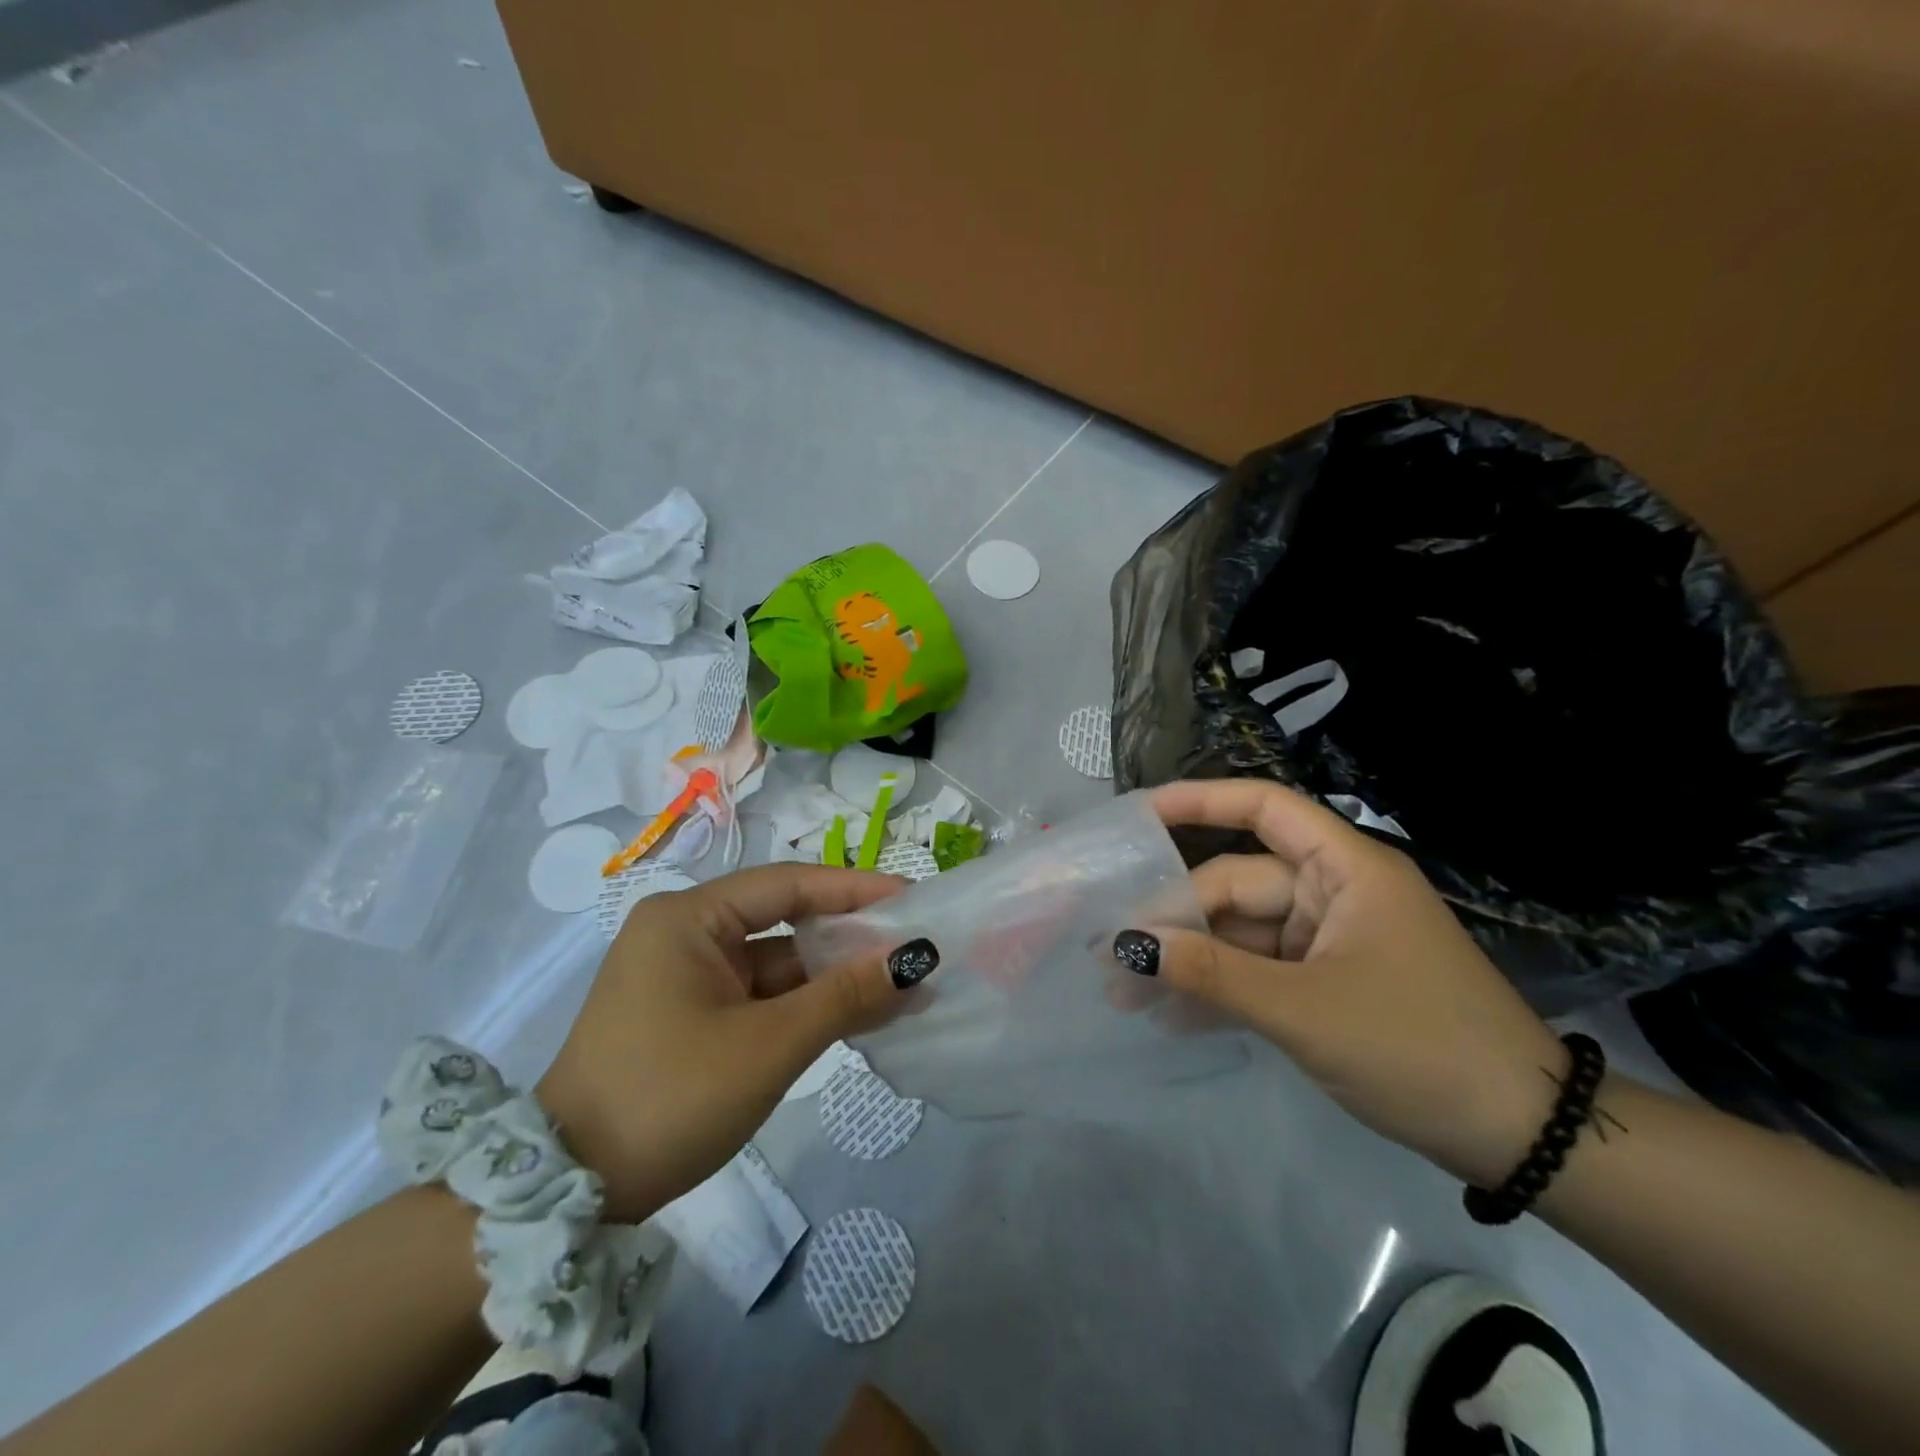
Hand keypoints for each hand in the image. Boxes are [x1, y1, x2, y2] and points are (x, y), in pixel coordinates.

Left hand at [536, 864, 908, 1222]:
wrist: (569, 1194)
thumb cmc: (669, 1099)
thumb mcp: (769, 1045)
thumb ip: (845, 996)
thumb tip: (915, 960)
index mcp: (688, 919)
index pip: (787, 884)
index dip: (854, 890)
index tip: (912, 899)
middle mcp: (685, 935)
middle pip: (784, 922)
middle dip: (849, 939)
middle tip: (914, 948)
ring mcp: (686, 977)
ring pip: (777, 964)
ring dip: (833, 979)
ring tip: (903, 989)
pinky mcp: (691, 1015)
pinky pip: (761, 997)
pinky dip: (806, 1006)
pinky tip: (858, 1016)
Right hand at [1137, 780, 1568, 1187]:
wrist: (1524, 1140)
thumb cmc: (1417, 1047)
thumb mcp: (1304, 1010)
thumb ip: (1212, 973)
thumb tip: (1129, 945)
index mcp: (1346, 870)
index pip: (1263, 808)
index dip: (1199, 801)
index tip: (1138, 816)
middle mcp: (1335, 892)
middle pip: (1237, 883)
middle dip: (1176, 919)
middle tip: (1113, 958)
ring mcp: (1331, 940)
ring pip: (1243, 933)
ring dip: (1191, 961)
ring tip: (1128, 996)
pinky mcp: (1329, 983)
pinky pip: (1260, 970)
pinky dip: (1221, 989)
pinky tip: (1173, 1016)